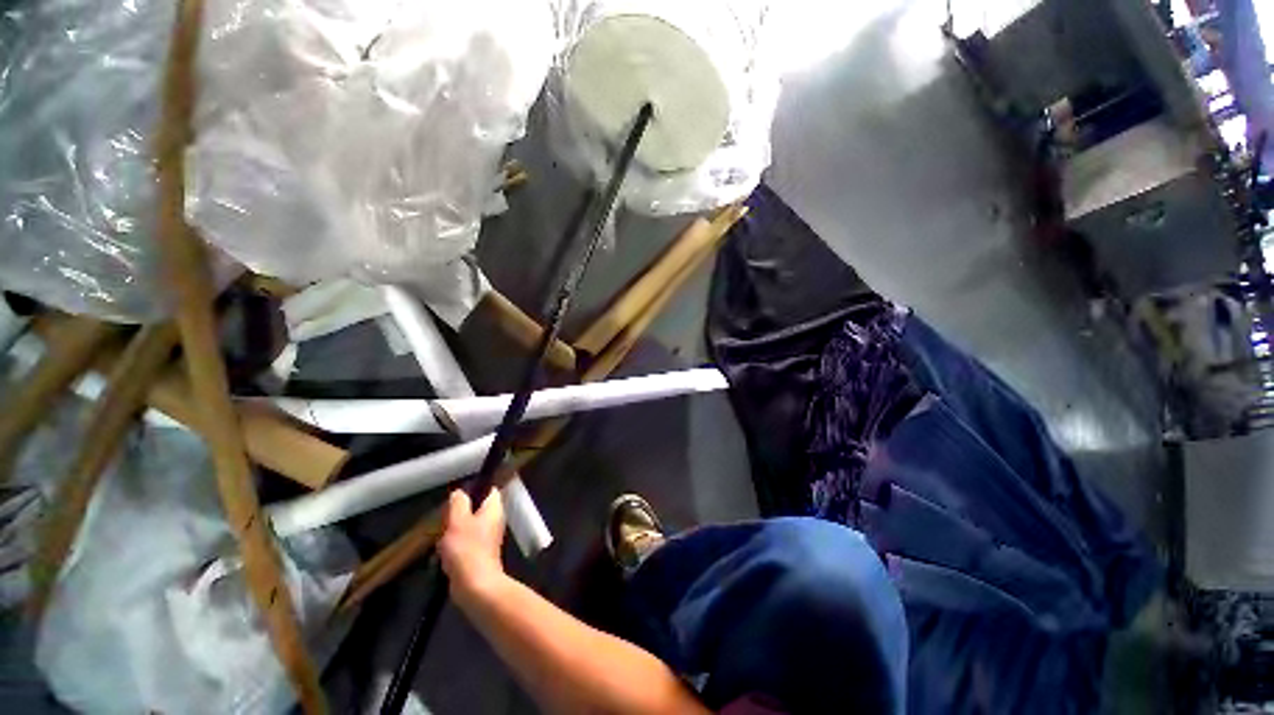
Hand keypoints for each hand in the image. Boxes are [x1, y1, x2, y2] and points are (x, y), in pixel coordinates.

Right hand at [438, 489, 506, 601]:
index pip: (488, 489)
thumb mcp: (458, 520)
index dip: (473, 489)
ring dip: (452, 532)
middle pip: (475, 508)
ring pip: (467, 526)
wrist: (475, 585)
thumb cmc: (467, 548)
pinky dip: (453, 547)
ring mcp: (487, 537)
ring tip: (442, 539)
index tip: (456, 496)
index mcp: (494, 508)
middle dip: (457, 514)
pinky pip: (464, 543)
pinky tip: (443, 555)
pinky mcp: (479, 553)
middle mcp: (494, 520)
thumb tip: (459, 492)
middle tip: (445, 520)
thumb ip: (458, 502)